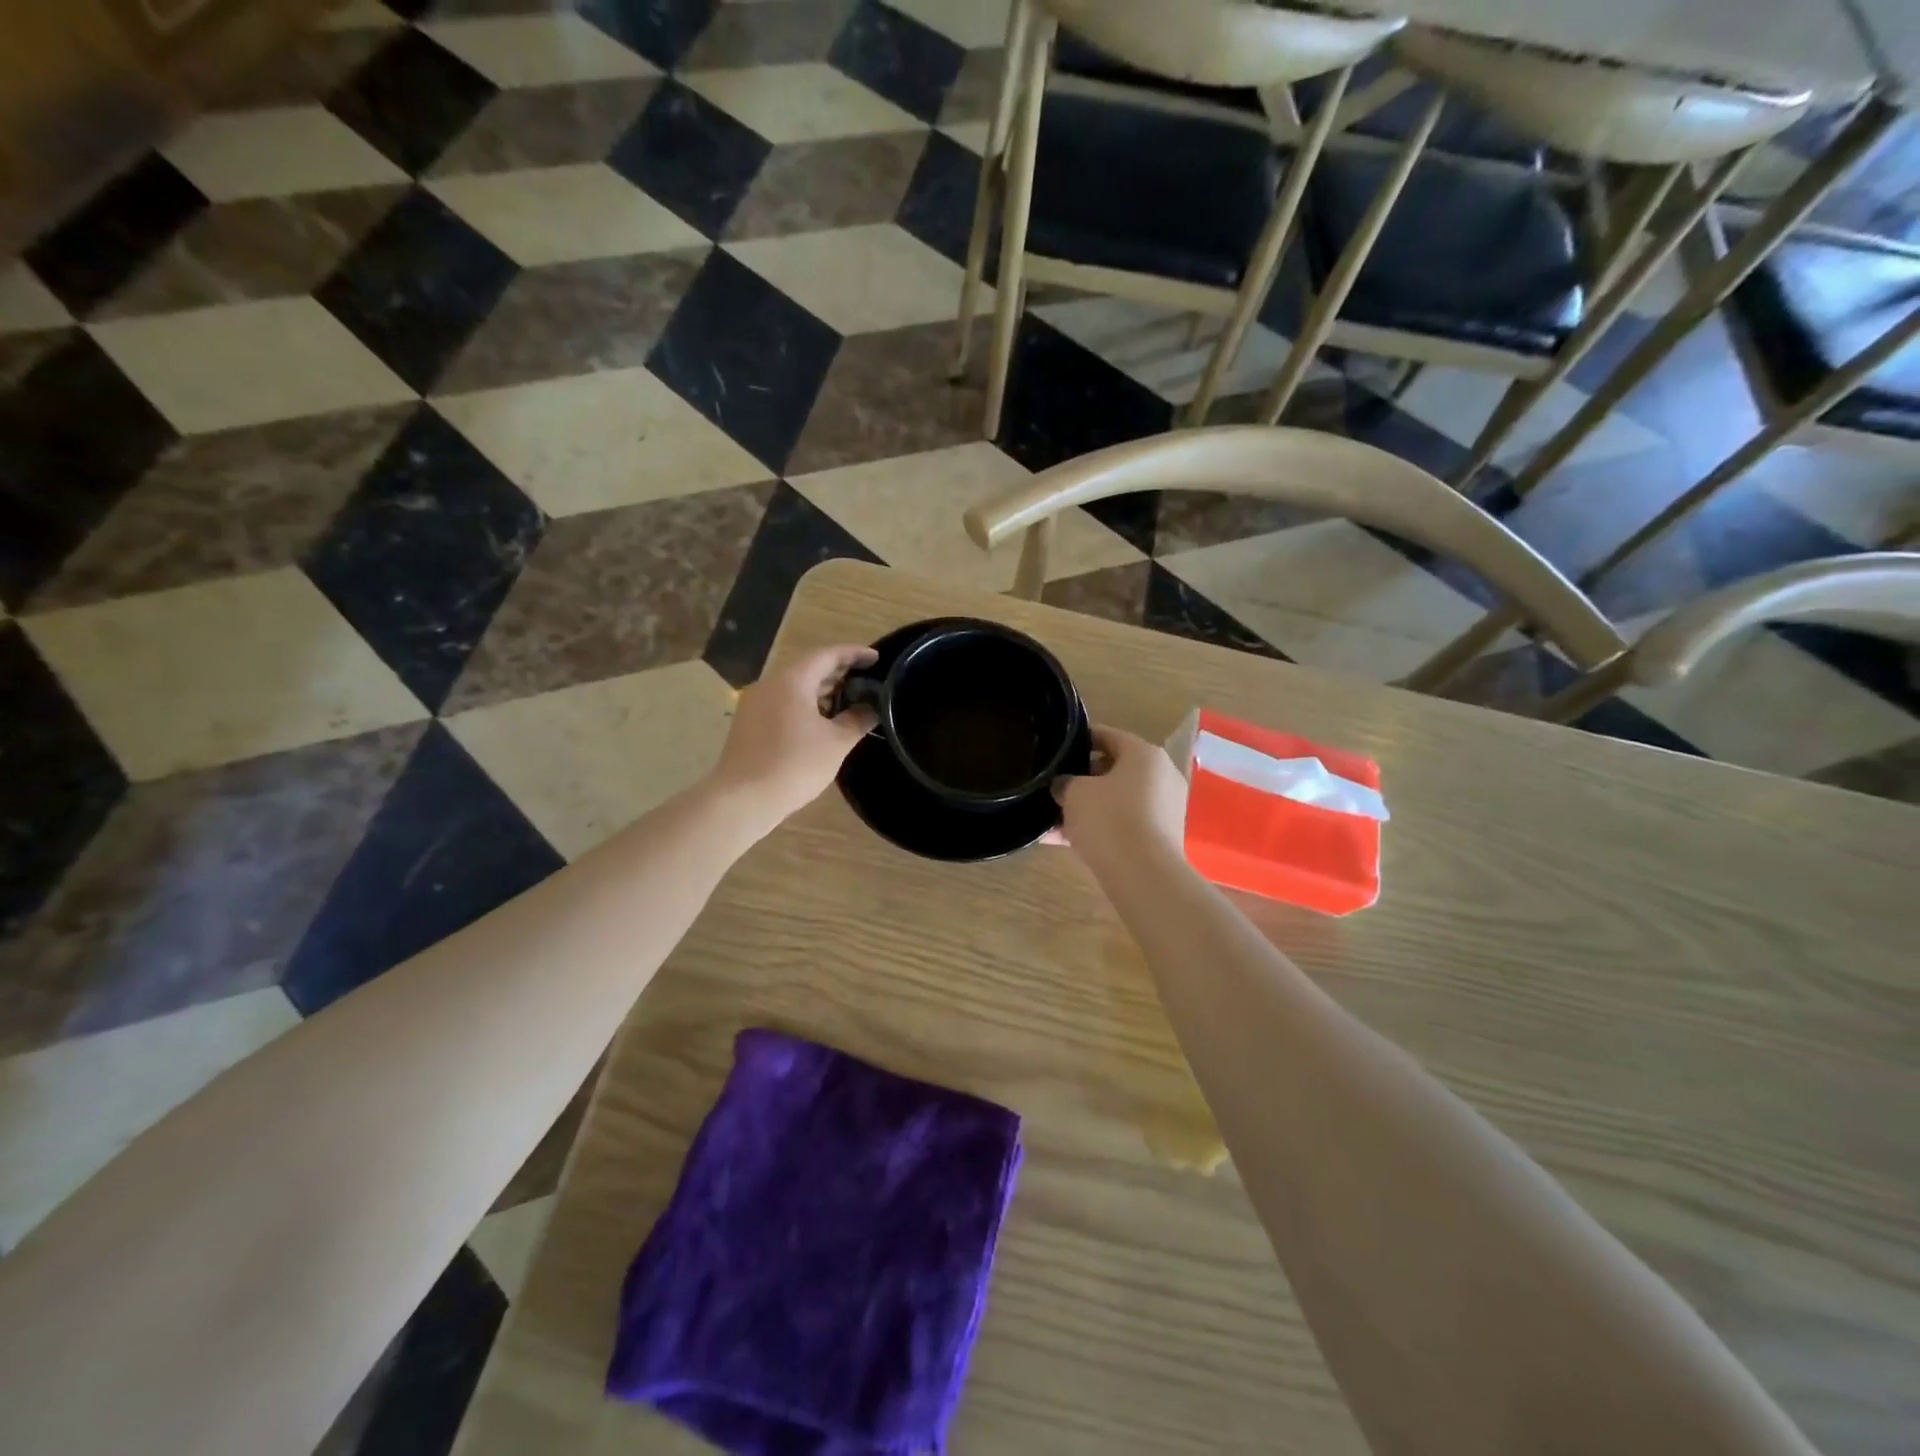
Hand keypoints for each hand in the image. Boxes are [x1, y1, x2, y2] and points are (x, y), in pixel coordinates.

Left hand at [710, 644, 878, 831]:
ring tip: (847, 701)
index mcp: (792, 680)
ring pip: (793, 687)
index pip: (827, 655)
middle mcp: (769, 684)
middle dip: (837, 672)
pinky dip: (804, 704)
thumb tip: (872, 708)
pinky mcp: (747, 723)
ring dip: (820, 690)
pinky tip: (820, 722)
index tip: (876, 658)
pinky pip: (781, 703)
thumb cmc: (795, 764)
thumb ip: (857, 720)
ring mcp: (754, 704)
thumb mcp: (836, 743)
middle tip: (865, 680)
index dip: (854, 654)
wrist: (743, 799)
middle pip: (808, 668)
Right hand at [1050, 725, 1187, 861]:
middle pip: (1115, 769)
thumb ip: (1065, 782)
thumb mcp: (1074, 793)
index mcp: (1145, 754)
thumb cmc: (1109, 819)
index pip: (1109, 736)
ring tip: (1053, 819)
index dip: (1081, 739)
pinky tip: (1064, 842)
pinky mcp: (1161, 837)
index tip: (1059, 747)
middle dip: (1082, 779)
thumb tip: (1063, 785)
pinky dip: (1099, 828)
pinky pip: (1124, 824)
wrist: (1143, 875)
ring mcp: (1165, 808)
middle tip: (1054, 786)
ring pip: (1117, 800)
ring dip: (1087, 808)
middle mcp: (1161, 776)